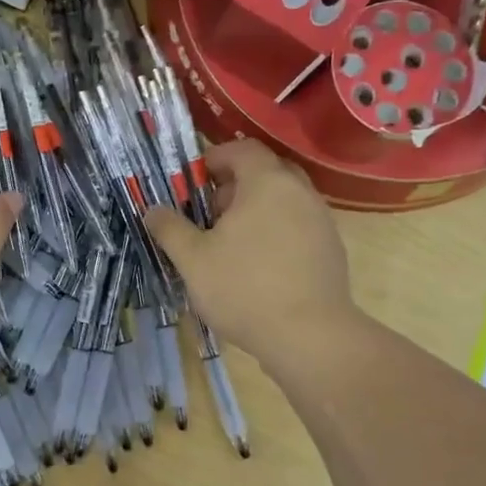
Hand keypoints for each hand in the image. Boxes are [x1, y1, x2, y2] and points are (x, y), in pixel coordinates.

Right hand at [143, 138, 355, 367]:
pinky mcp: (331, 249)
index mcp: (267, 182)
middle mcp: (300, 192)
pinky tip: (259, 265)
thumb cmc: (244, 288)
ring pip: (284, 199)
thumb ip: (170, 228)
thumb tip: (153, 211)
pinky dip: (277, 230)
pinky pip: (299, 224)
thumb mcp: (193, 259)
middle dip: (236, 184)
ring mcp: (321, 220)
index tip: (195, 181)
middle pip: (266, 171)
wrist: (310, 336)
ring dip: (257, 209)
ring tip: (231, 242)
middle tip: (211, 211)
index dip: (216, 157)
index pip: (243, 149)